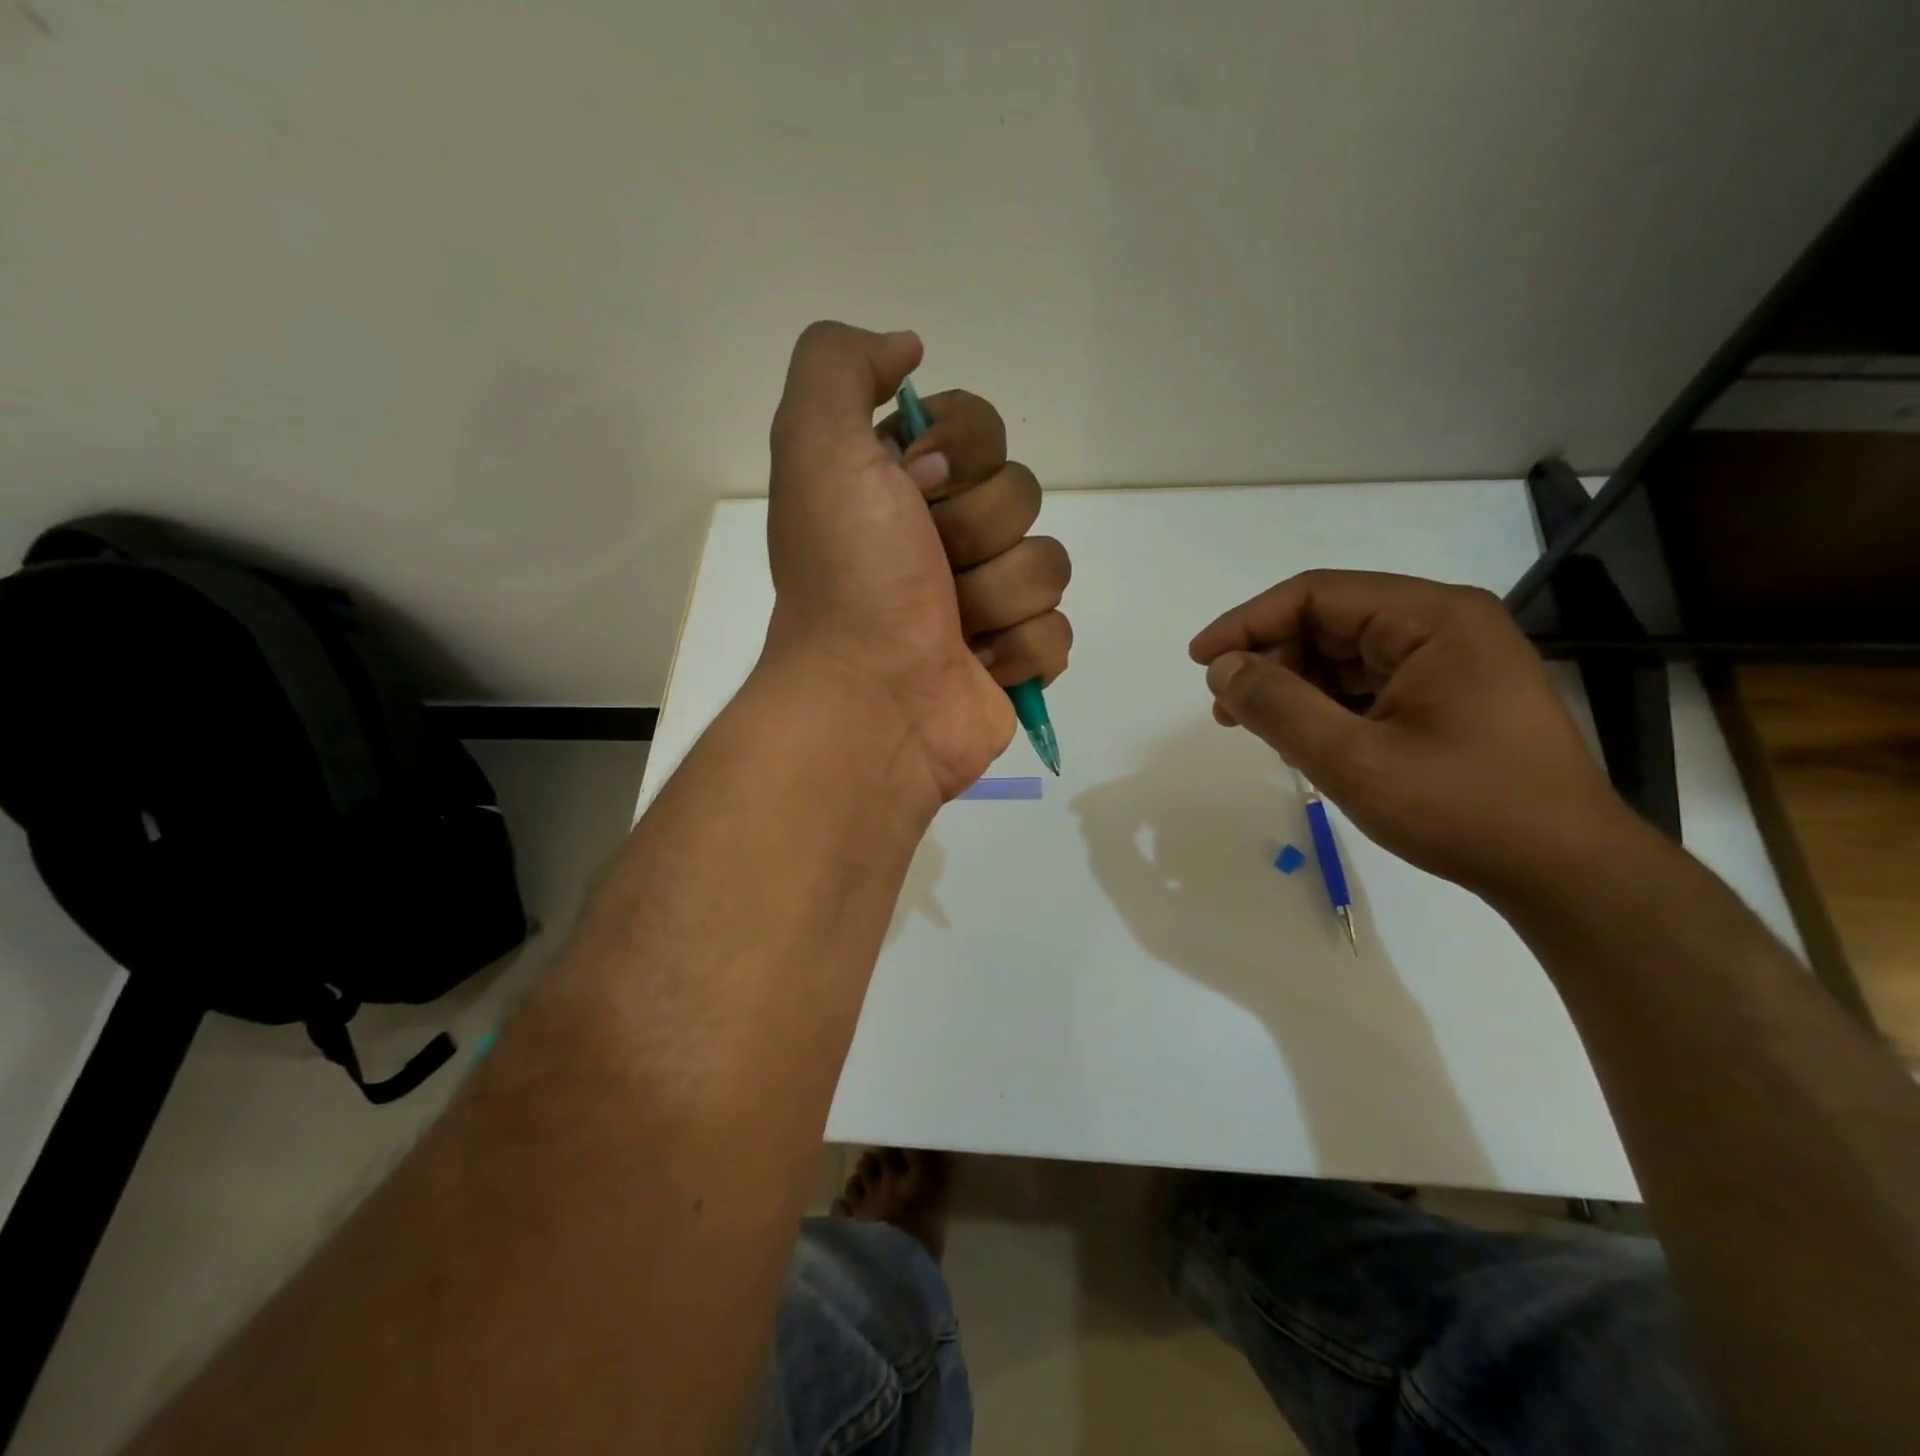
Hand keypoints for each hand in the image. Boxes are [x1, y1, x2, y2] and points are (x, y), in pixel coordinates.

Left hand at [763, 323, 1070, 800]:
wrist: (868, 701)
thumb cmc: (848, 577)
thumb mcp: (817, 445)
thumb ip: (841, 365)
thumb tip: (907, 349)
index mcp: (901, 488)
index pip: (982, 425)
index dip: (960, 453)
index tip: (914, 487)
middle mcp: (943, 538)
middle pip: (1022, 493)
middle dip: (975, 531)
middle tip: (927, 567)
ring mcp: (983, 602)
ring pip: (1047, 562)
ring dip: (996, 597)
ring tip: (949, 629)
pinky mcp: (1014, 660)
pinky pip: (1058, 629)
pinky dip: (1020, 650)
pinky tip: (977, 666)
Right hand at [1190, 570, 1638, 898]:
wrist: (1565, 872)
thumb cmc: (1462, 808)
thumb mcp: (1352, 759)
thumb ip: (1278, 706)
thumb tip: (1222, 668)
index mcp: (1432, 619)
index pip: (1317, 595)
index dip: (1247, 622)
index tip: (1200, 661)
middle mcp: (1445, 625)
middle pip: (1329, 621)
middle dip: (1269, 659)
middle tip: (1224, 707)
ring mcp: (1451, 662)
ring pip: (1345, 655)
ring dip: (1292, 685)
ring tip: (1253, 726)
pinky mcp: (1450, 696)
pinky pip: (1368, 684)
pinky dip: (1325, 705)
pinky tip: (1301, 738)